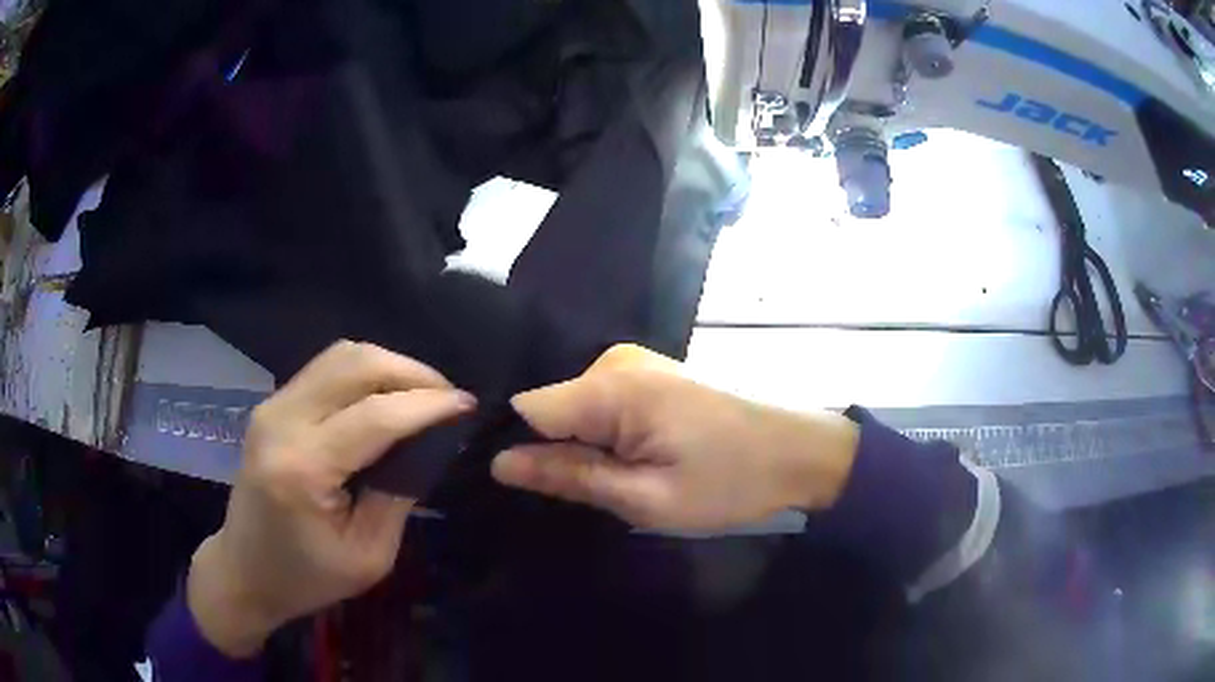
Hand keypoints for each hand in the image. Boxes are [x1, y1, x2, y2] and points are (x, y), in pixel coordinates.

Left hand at [188, 341, 474, 657]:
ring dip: (390, 366)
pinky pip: (326, 368)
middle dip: (412, 373)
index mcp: (303, 468)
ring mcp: (272, 406)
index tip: (469, 406)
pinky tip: (385, 397)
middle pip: (356, 364)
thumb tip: (431, 443)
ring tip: (422, 396)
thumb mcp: (370, 556)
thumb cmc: (307, 577)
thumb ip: (399, 493)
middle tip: (448, 399)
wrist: (245, 571)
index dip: (429, 405)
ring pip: (341, 355)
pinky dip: (365, 373)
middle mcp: (282, 422)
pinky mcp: (272, 404)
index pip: (376, 415)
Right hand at [491, 345, 859, 531]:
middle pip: (551, 408)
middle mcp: (614, 361)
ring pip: (575, 408)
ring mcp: (634, 362)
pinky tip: (636, 457)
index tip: (528, 489)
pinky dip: (605, 434)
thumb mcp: (646, 497)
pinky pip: (602, 402)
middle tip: (597, 493)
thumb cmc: (730, 481)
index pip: (526, 408)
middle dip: (557, 453)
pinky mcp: (651, 373)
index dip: (518, 449)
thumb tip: (499, 464)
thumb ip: (570, 477)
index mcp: (611, 387)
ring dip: (585, 446)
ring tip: (621, 479)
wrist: (801, 451)